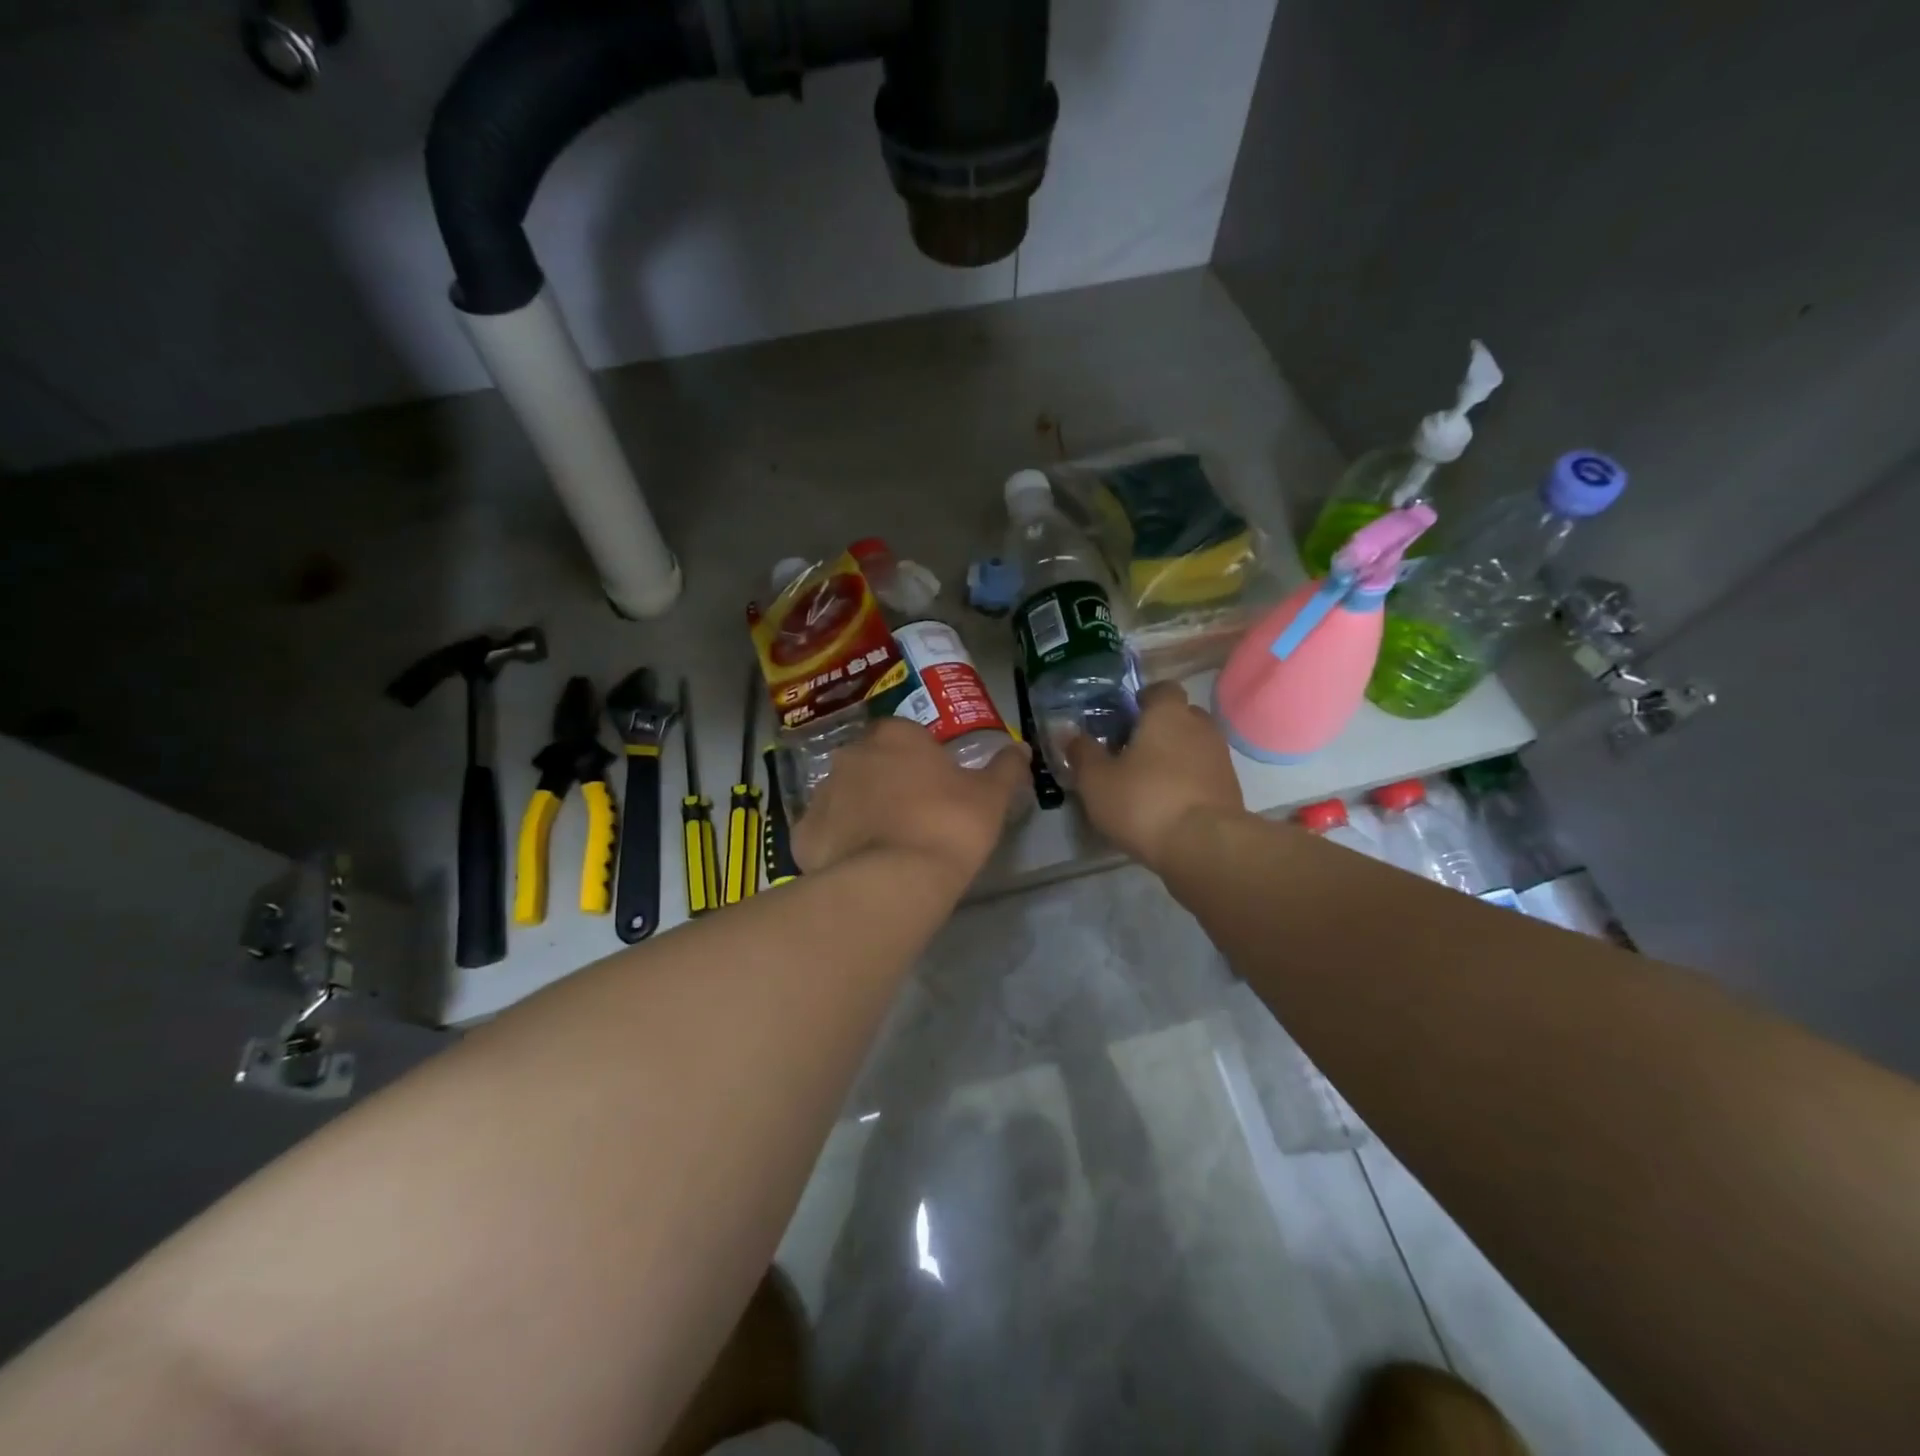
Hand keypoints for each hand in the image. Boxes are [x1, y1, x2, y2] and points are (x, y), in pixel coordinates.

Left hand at [793, 718, 1029, 883]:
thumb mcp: (991, 796)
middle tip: (912, 815)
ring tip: (885, 844)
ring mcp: (821, 793)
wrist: (895, 880)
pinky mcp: (803, 834)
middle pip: (871, 762)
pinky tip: (858, 865)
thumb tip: (1020, 749)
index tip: (936, 786)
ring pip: (844, 795)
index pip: (906, 735)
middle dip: (887, 781)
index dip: (922, 760)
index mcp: (894, 735)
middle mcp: (851, 755)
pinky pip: (824, 832)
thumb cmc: (948, 825)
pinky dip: (838, 843)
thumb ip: (1005, 768)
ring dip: (860, 810)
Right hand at [1068, 681, 1243, 870]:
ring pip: (1192, 747)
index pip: (1161, 688)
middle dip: (1157, 729)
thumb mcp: (1096, 780)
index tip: (1122, 720)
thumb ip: (1082, 753)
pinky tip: (1166, 805)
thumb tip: (1070, 734)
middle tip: (1130, 752)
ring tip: (1146, 783)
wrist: (1204, 846)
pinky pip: (1203, 775)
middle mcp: (1200, 727)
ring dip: (1173, 758)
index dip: (1142, 700)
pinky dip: (1186, 782)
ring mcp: (1220, 759)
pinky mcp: (1230, 790)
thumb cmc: (1144, 801)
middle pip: (1179, 716)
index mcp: (1168, 713)